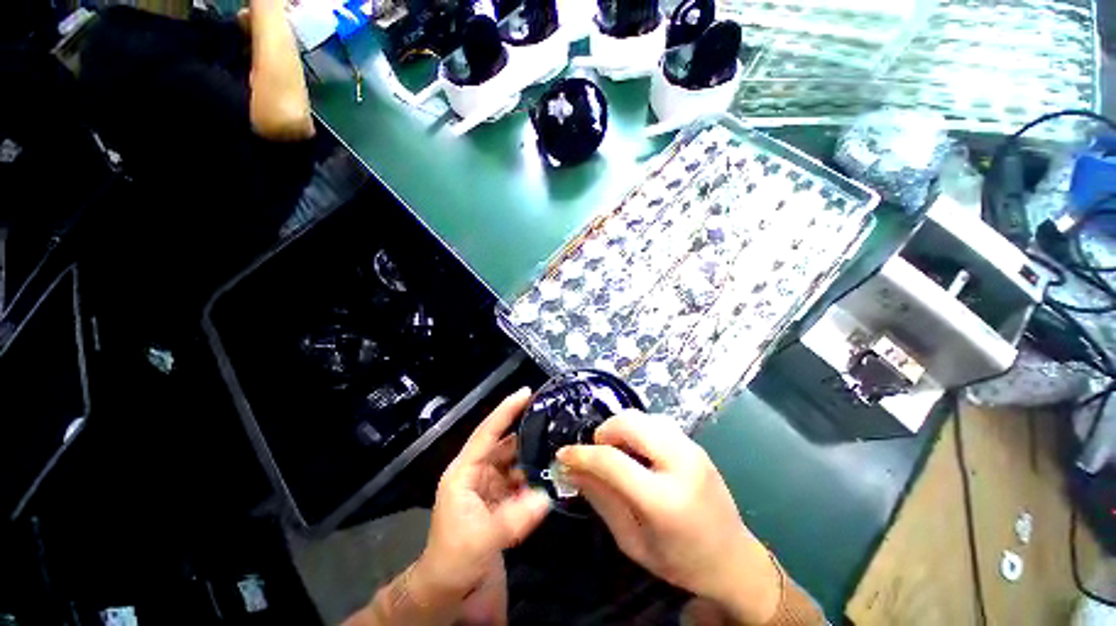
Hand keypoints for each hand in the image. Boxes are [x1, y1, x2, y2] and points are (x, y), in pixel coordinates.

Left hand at [415, 388, 550, 601]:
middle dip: (526, 431)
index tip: (526, 392)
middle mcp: (477, 472)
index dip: (505, 411)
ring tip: (557, 443)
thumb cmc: (454, 559)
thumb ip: (515, 518)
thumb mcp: (481, 539)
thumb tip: (546, 497)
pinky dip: (533, 476)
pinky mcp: (499, 498)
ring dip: (532, 455)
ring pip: (514, 461)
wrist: (448, 589)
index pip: (487, 433)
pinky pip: (520, 480)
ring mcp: (489, 485)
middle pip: (504, 443)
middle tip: (552, 418)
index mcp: (464, 472)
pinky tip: (550, 473)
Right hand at [557, 411, 780, 624]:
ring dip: (621, 428)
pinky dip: (638, 429)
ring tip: (617, 453)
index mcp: (664, 500)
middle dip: (604, 432)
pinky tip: (638, 452)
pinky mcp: (695, 443)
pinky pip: (656, 421)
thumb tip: (571, 469)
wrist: (735, 560)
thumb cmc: (680, 562)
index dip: (582, 454)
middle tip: (596, 453)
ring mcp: (692, 449)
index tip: (563, 455)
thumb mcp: (633, 542)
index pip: (612, 461)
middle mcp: (681, 463)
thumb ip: (601, 500)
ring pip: (642, 416)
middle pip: (629, 422)